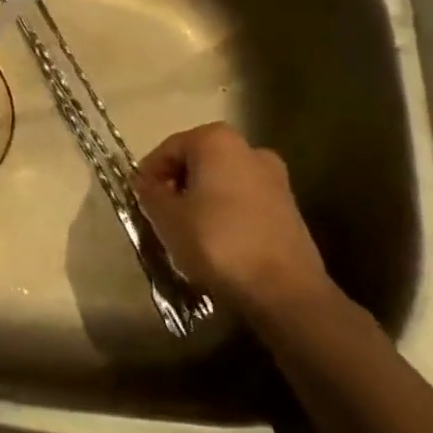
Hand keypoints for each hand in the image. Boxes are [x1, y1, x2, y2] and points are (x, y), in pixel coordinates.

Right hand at [133, 123, 330, 315]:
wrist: (286, 292)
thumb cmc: (218, 243)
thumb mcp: (167, 218)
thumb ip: (151, 194)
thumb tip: (147, 185)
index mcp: (215, 140)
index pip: (168, 149)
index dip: (150, 175)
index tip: (141, 202)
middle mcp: (248, 148)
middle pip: (198, 162)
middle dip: (178, 185)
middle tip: (163, 215)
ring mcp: (275, 178)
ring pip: (223, 182)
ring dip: (203, 200)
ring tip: (190, 232)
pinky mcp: (290, 208)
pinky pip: (245, 202)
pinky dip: (228, 214)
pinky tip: (220, 242)